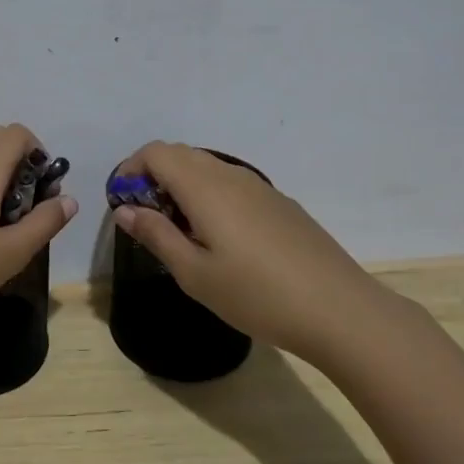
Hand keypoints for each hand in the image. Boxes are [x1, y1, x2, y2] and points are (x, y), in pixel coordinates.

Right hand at [109, 141, 413, 364]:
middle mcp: (231, 175)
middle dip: (153, 176)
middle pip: (181, 154)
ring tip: (181, 232)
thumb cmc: (256, 295)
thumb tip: (125, 209)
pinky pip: (231, 184)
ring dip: (182, 186)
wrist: (340, 310)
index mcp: (205, 187)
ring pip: (207, 168)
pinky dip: (209, 195)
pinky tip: (220, 239)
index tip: (122, 203)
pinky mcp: (280, 203)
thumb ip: (156, 235)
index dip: (131, 169)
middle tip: (147, 219)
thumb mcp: (194, 273)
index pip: (156, 153)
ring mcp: (260, 187)